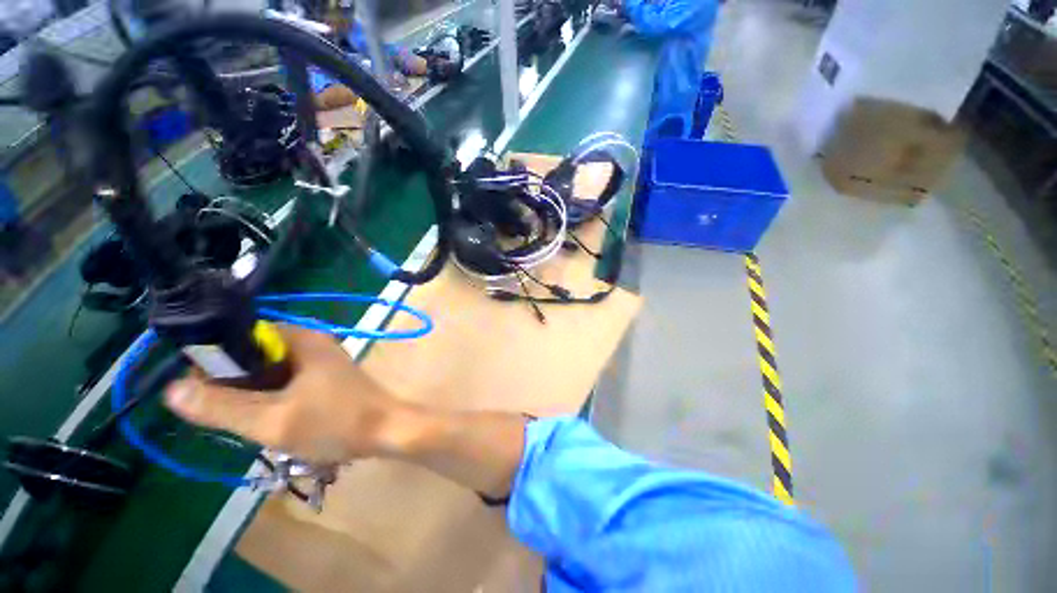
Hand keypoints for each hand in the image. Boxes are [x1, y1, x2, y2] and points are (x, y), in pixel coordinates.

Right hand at [165, 325, 411, 464]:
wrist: (388, 431)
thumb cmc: (335, 423)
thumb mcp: (272, 420)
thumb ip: (221, 407)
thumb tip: (172, 390)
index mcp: (301, 339)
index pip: (240, 337)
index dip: (214, 362)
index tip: (201, 393)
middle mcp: (311, 342)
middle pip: (253, 356)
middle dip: (234, 385)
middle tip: (228, 416)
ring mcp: (321, 360)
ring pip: (268, 373)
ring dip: (252, 396)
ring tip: (249, 423)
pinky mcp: (325, 378)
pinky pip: (286, 383)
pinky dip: (272, 399)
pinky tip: (272, 422)